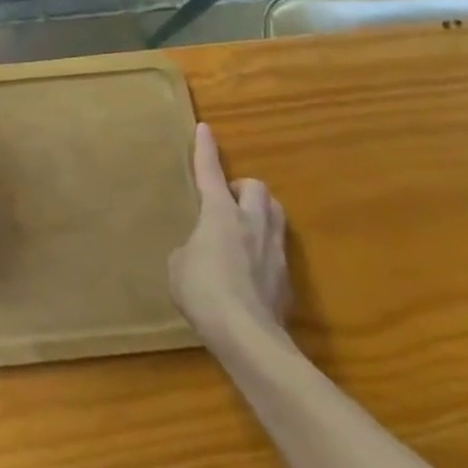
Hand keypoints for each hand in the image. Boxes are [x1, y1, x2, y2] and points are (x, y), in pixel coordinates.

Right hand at [168, 122, 290, 354]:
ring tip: (244, 229)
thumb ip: (190, 249)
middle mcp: (252, 223)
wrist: (249, 339)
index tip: (205, 128)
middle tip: (228, 202)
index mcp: (220, 212)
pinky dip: (264, 252)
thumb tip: (200, 253)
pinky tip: (251, 272)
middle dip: (243, 189)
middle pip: (257, 188)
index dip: (206, 149)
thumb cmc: (204, 292)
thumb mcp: (179, 265)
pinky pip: (277, 251)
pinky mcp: (288, 281)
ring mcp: (274, 251)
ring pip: (276, 214)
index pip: (210, 171)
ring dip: (261, 214)